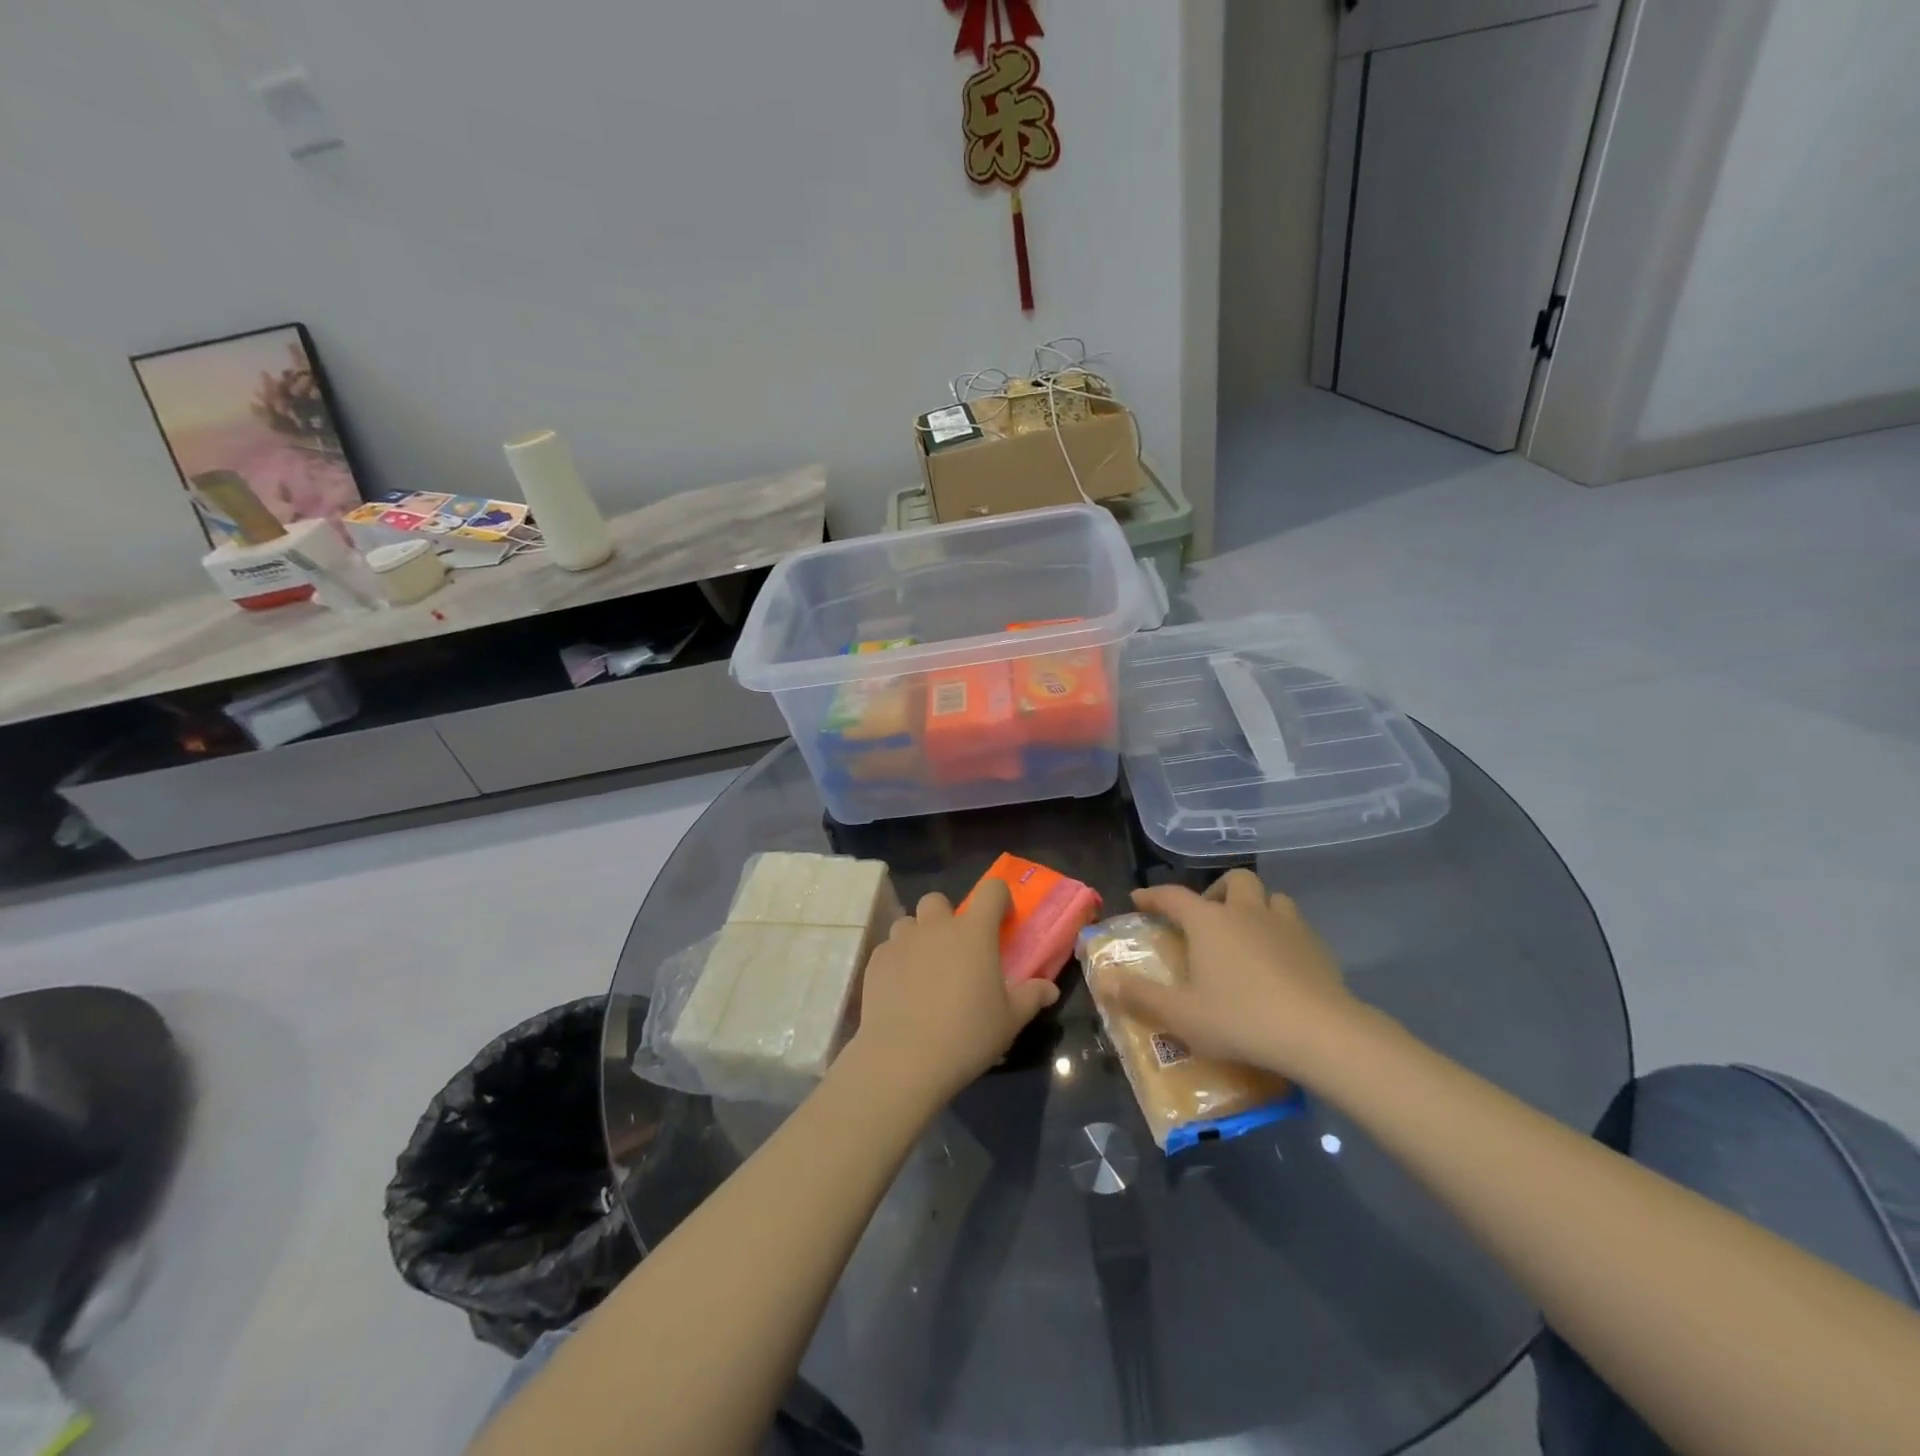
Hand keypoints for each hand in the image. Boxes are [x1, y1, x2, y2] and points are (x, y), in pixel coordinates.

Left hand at [846, 881, 1059, 1105]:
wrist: (903, 1058)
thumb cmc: (966, 1035)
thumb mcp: (1009, 1021)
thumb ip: (1031, 997)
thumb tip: (1049, 989)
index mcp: (974, 932)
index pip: (991, 890)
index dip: (999, 899)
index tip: (1002, 922)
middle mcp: (936, 927)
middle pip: (939, 900)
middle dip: (947, 917)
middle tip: (956, 950)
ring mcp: (901, 941)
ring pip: (909, 923)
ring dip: (919, 937)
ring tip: (926, 970)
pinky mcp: (876, 961)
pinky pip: (889, 949)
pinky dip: (898, 961)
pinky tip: (902, 990)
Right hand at [1109, 870, 1361, 1081]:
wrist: (1321, 1034)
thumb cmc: (1241, 1019)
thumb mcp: (1181, 1015)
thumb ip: (1140, 997)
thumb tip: (1104, 980)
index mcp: (1209, 922)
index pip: (1173, 896)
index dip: (1153, 896)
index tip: (1139, 900)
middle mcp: (1247, 912)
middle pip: (1233, 881)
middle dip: (1216, 891)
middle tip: (1207, 918)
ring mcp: (1287, 926)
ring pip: (1270, 898)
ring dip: (1254, 907)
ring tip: (1246, 935)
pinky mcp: (1317, 947)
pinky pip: (1295, 926)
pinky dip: (1281, 934)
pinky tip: (1279, 963)